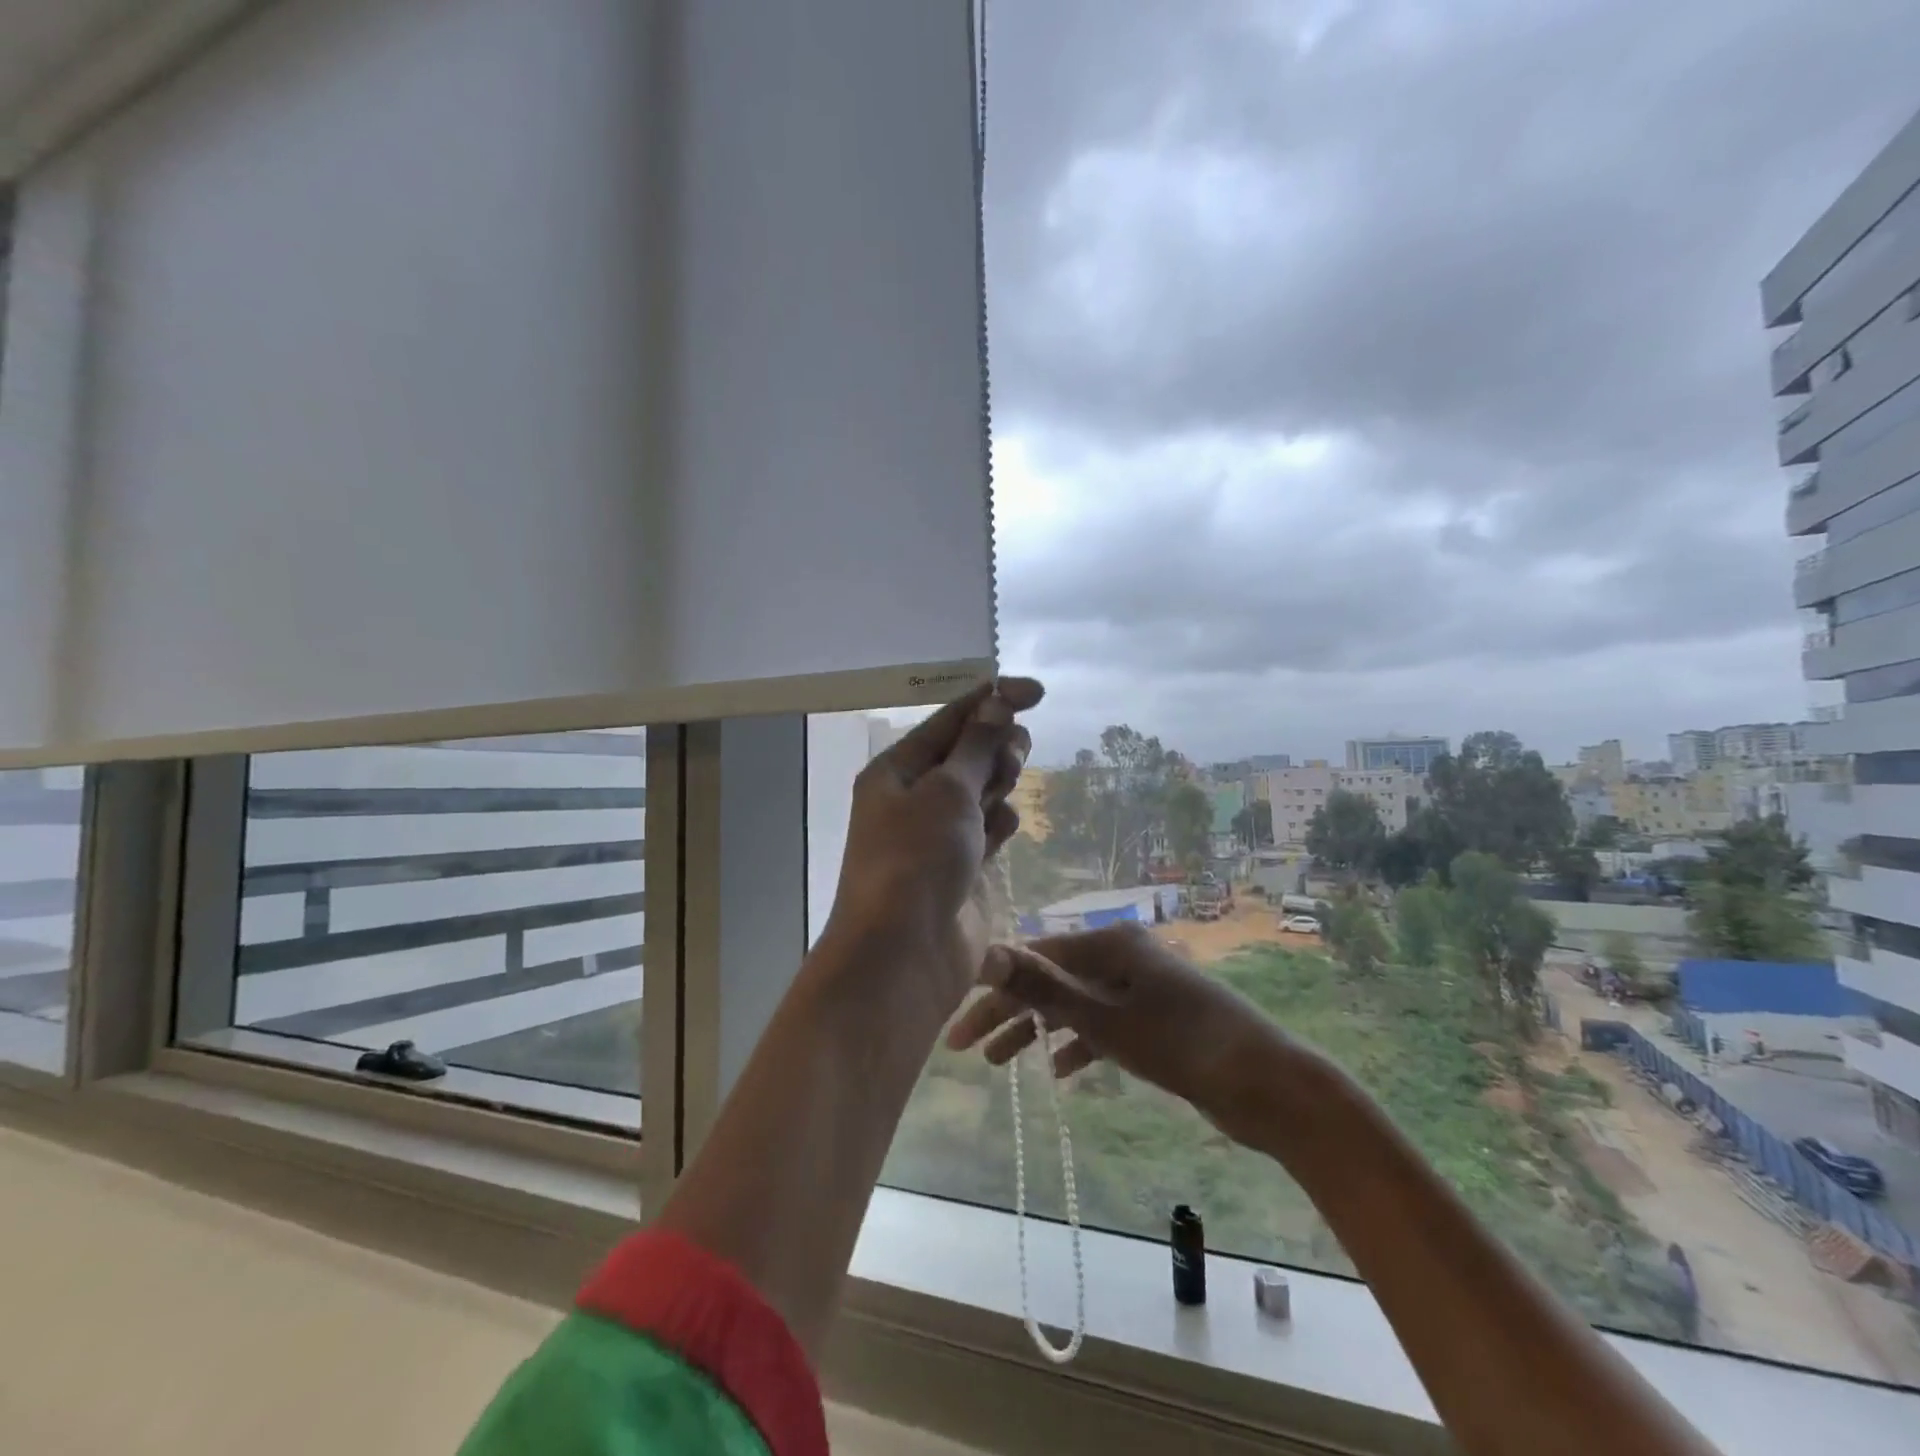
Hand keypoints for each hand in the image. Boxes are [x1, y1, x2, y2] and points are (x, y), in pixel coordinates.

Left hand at [821, 677, 1043, 1023]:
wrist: (904, 954)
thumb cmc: (917, 858)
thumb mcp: (947, 791)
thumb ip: (977, 747)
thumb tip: (995, 704)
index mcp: (896, 770)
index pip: (950, 720)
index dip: (993, 699)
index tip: (1038, 691)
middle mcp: (914, 797)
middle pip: (967, 753)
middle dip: (996, 745)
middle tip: (1014, 756)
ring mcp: (938, 834)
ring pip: (981, 789)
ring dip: (999, 782)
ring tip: (1004, 791)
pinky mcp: (962, 866)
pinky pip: (988, 828)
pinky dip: (1000, 821)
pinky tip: (1005, 828)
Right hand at [946, 923, 1314, 1146]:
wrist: (1268, 1085)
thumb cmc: (1182, 1045)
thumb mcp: (1105, 1019)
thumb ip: (1044, 987)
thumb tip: (988, 953)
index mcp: (1110, 943)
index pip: (1034, 960)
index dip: (994, 992)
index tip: (959, 1026)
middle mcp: (1122, 956)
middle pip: (1052, 981)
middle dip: (1011, 1014)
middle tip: (971, 1051)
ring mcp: (1140, 987)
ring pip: (1075, 1005)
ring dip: (1039, 1031)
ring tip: (1002, 1064)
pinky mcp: (1155, 1018)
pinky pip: (1103, 1024)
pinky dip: (1079, 1043)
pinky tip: (1061, 1071)